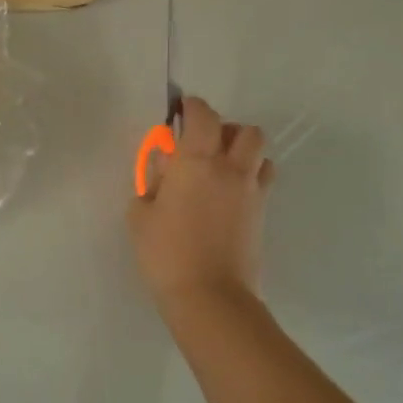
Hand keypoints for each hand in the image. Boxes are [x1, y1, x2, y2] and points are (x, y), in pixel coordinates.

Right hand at [129, 96, 274, 313]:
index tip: (179, 111)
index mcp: (196, 162)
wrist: (210, 295)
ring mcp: (252, 191)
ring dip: (242, 150)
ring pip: (260, 152)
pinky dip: (249, 175)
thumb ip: (151, 182)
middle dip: (224, 128)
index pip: (203, 116)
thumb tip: (164, 166)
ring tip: (219, 167)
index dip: (192, 107)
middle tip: (201, 143)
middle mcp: (230, 169)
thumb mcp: (140, 214)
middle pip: (244, 130)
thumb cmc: (165, 252)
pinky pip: (262, 179)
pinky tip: (228, 194)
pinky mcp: (262, 213)